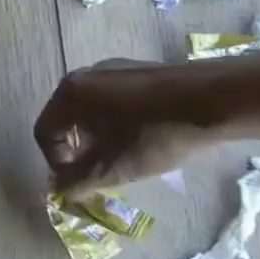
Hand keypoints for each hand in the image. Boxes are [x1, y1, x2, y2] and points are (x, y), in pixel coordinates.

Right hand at [34, 59, 216, 192]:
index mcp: (69, 94)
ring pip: (91, 110)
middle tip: (101, 172)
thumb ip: (76, 182)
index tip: (81, 181)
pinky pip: (114, 100)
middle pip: (66, 120)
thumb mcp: (113, 167)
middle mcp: (84, 75)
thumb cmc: (155, 134)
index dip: (56, 163)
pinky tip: (146, 136)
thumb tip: (59, 189)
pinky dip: (117, 122)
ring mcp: (112, 69)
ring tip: (125, 157)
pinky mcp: (139, 70)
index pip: (45, 133)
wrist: (215, 100)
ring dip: (98, 138)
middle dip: (78, 151)